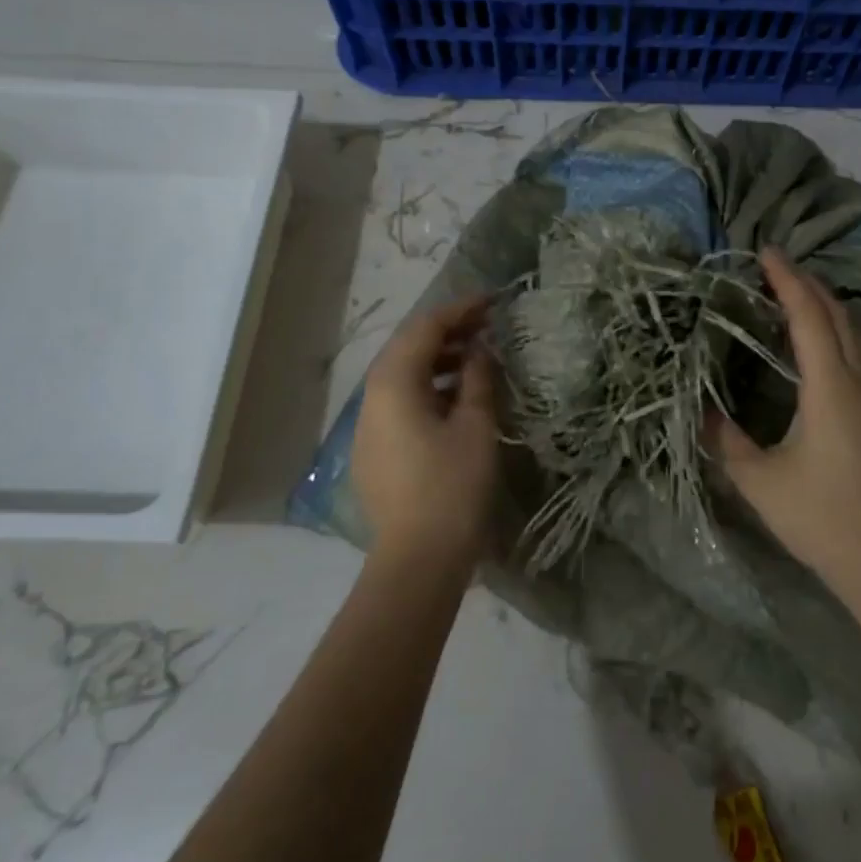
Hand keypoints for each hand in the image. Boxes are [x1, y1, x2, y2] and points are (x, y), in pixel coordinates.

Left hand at [353, 296, 499, 572]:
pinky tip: (456, 398)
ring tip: (475, 358)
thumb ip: (476, 378)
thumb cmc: (453, 487)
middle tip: (486, 325)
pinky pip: (400, 402)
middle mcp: (371, 399)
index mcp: (394, 385)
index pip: (425, 329)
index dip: (459, 310)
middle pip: (407, 348)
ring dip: (437, 360)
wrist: (418, 560)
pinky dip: (428, 388)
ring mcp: (368, 426)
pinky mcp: (374, 450)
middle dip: (447, 332)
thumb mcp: (475, 426)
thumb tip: (479, 349)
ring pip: (401, 376)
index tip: (492, 302)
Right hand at [711, 249, 860, 589]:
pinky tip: (814, 341)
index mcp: (828, 387)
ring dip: (823, 304)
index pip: (808, 317)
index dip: (787, 281)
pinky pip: (855, 352)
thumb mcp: (758, 480)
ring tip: (790, 292)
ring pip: (851, 332)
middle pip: (836, 314)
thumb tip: (699, 410)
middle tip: (773, 265)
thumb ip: (724, 439)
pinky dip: (832, 329)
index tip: (765, 252)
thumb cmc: (820, 515)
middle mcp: (856, 382)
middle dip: (807, 283)